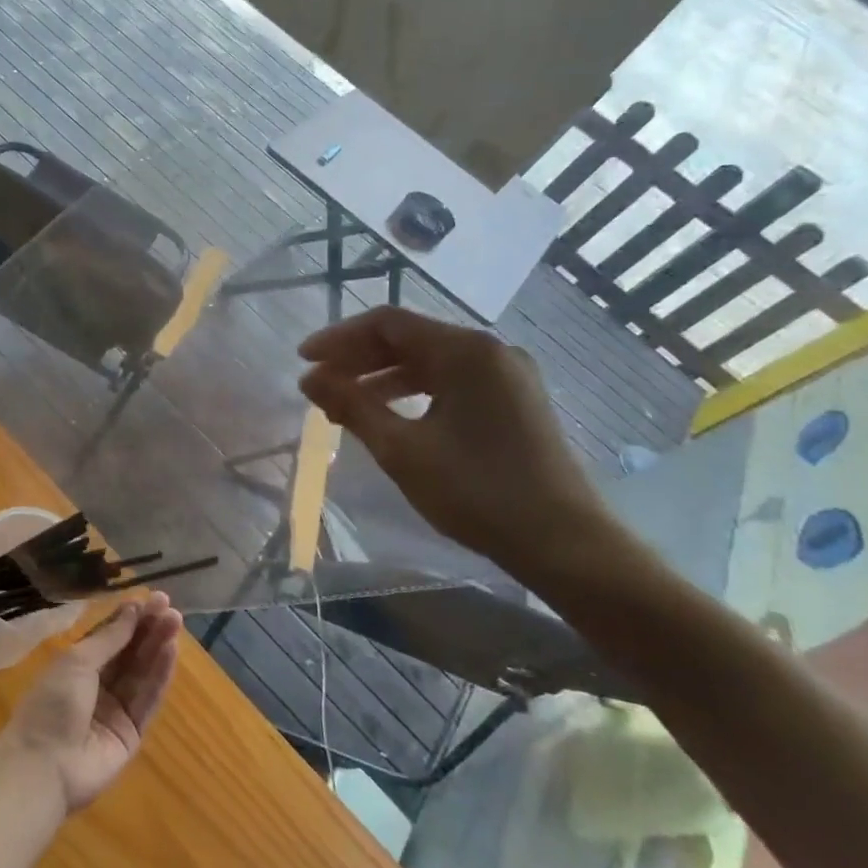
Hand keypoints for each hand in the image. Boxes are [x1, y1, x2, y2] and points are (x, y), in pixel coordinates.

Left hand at [0, 593, 181, 814]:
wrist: (44, 766)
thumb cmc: (52, 704)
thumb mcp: (77, 661)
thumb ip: (109, 638)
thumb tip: (132, 609)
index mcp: (77, 665)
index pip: (109, 636)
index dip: (129, 618)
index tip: (151, 598)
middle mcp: (98, 685)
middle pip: (129, 652)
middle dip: (148, 629)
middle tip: (170, 607)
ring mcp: (115, 709)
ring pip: (141, 672)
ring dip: (158, 647)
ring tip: (175, 621)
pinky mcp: (131, 732)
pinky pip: (148, 699)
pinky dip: (160, 675)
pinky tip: (171, 652)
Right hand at [298, 307, 606, 569]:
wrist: (564, 543)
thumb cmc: (477, 492)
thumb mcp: (401, 449)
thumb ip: (352, 406)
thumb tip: (309, 379)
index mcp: (465, 351)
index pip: (387, 324)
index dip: (338, 338)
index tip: (303, 361)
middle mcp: (489, 350)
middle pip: (409, 338)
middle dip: (358, 359)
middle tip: (318, 385)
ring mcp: (507, 374)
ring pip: (430, 361)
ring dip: (382, 377)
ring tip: (344, 404)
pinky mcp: (514, 399)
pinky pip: (452, 380)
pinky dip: (414, 391)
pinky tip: (389, 415)